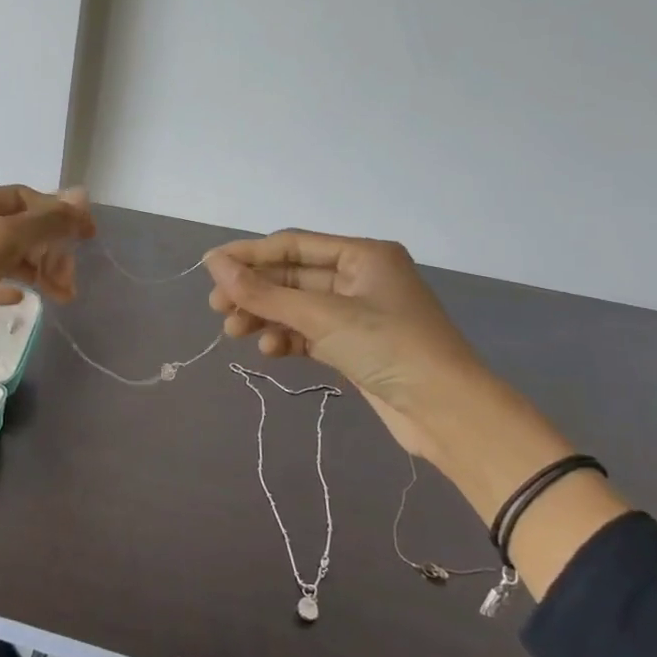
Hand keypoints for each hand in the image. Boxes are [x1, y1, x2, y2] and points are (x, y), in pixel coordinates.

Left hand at [0, 183, 95, 389]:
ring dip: (35, 271)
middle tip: (69, 284)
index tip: (90, 239)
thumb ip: (41, 222)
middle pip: (16, 227)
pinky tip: (21, 301)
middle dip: (48, 249)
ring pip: (4, 256)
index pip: (23, 198)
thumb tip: (81, 197)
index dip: (59, 214)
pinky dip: (7, 287)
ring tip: (61, 296)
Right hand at [203, 232, 564, 485]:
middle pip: (292, 276)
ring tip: (235, 333)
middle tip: (218, 308)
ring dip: (265, 317)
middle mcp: (360, 277)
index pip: (293, 245)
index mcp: (362, 255)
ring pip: (296, 307)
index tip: (209, 267)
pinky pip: (309, 333)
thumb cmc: (388, 347)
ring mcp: (357, 314)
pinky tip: (269, 351)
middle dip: (254, 292)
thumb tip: (213, 263)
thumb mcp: (320, 315)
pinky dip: (286, 338)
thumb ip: (263, 291)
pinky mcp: (354, 346)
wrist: (447, 412)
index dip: (249, 255)